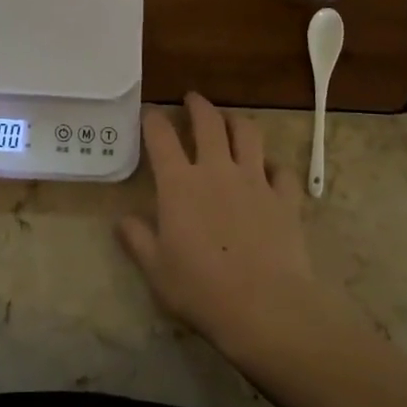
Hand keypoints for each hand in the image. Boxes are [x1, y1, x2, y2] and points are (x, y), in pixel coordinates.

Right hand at [116, 92, 316, 348]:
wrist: (265, 307)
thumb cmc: (201, 289)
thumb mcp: (157, 270)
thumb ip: (138, 240)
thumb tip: (122, 221)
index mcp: (179, 184)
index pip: (161, 138)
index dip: (153, 120)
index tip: (150, 112)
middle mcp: (217, 170)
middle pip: (208, 123)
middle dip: (198, 105)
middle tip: (192, 99)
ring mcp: (255, 181)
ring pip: (248, 134)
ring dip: (237, 121)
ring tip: (231, 120)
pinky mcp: (285, 198)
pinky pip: (281, 171)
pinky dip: (274, 165)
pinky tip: (270, 170)